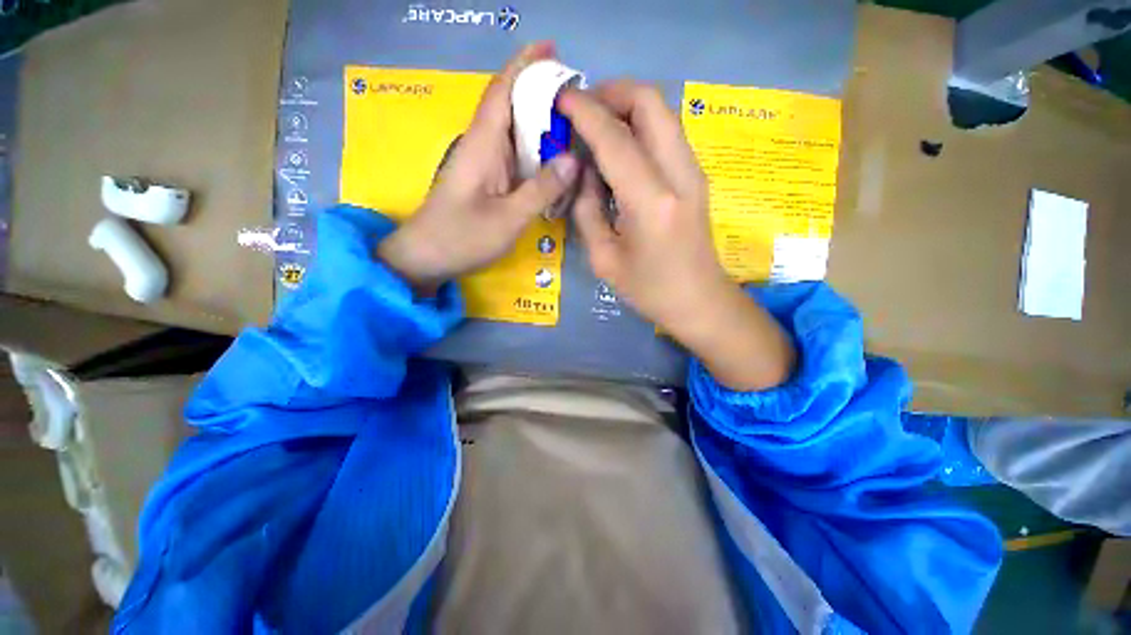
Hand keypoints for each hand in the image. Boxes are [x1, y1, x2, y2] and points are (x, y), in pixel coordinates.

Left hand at [378, 42, 579, 293]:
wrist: (426, 257)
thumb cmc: (463, 237)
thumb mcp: (508, 218)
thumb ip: (541, 189)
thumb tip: (573, 160)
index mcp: (483, 144)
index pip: (502, 90)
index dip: (525, 65)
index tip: (552, 49)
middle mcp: (482, 145)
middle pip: (510, 105)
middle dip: (540, 91)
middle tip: (577, 95)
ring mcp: (483, 163)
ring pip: (513, 130)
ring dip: (539, 121)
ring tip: (573, 122)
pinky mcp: (485, 179)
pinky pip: (513, 154)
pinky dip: (534, 149)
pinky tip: (552, 157)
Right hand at [558, 81, 794, 389]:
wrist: (700, 301)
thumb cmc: (649, 290)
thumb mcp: (603, 259)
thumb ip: (587, 210)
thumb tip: (582, 172)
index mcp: (651, 202)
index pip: (614, 137)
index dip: (584, 111)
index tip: (560, 98)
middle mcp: (679, 175)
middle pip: (650, 101)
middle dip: (611, 92)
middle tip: (582, 110)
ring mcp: (693, 172)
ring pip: (662, 112)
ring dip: (626, 107)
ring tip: (597, 127)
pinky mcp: (696, 177)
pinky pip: (666, 133)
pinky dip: (640, 126)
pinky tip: (619, 149)